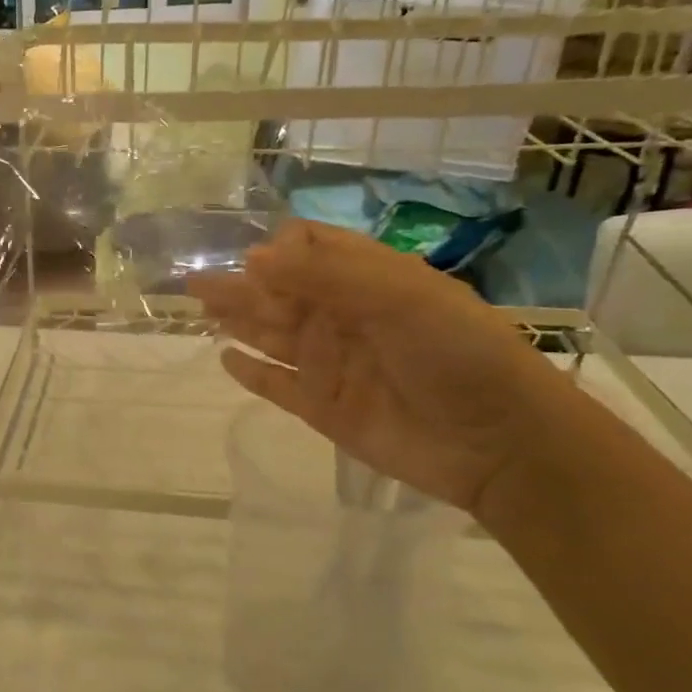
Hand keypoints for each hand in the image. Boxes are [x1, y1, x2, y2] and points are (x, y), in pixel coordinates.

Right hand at [191, 220, 572, 515]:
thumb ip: (324, 276)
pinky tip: (225, 358)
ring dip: (237, 320)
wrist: (498, 441)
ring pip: (270, 335)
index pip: (309, 251)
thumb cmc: (457, 352)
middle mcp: (342, 317)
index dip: (276, 250)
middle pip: (279, 294)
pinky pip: (276, 385)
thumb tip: (252, 258)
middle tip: (193, 283)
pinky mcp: (321, 408)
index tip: (247, 257)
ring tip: (198, 308)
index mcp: (366, 280)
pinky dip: (251, 373)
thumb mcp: (398, 297)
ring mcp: (329, 364)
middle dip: (239, 285)